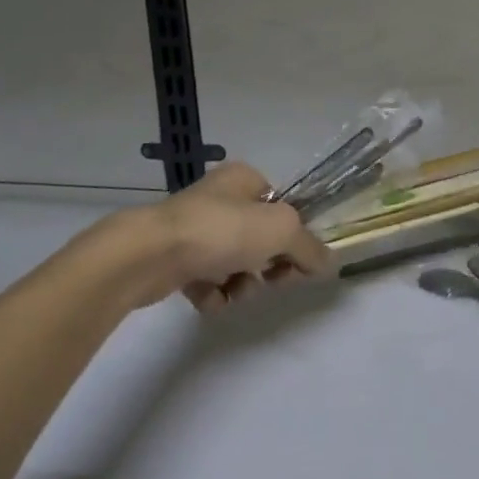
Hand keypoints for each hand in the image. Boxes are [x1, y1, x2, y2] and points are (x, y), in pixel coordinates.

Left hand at [95, 162, 333, 314]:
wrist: (148, 254)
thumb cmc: (221, 229)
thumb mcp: (281, 231)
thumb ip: (309, 248)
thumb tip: (330, 264)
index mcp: (245, 179)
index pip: (283, 207)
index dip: (294, 237)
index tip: (296, 264)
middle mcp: (219, 198)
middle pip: (261, 237)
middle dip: (267, 265)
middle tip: (269, 281)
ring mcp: (193, 228)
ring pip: (235, 262)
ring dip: (242, 283)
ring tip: (233, 291)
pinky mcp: (172, 259)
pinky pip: (207, 280)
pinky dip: (213, 294)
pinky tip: (209, 299)